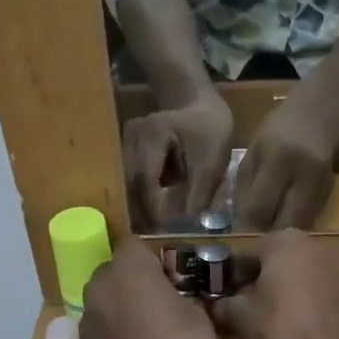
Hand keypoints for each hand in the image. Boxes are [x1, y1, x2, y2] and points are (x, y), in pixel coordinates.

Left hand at [81, 239, 225, 338]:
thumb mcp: (199, 315)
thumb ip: (178, 293)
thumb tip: (171, 295)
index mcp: (127, 272)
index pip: (135, 246)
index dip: (156, 260)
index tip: (176, 279)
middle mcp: (98, 291)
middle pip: (114, 272)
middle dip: (135, 281)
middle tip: (165, 303)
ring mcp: (87, 324)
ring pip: (105, 302)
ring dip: (123, 308)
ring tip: (153, 331)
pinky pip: (102, 330)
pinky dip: (117, 335)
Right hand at [123, 94, 233, 230]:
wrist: (197, 102)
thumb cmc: (209, 128)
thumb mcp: (212, 158)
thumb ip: (201, 188)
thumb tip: (188, 219)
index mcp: (154, 133)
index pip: (146, 178)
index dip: (152, 206)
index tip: (160, 229)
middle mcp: (131, 136)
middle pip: (130, 182)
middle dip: (140, 210)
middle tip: (150, 237)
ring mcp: (125, 141)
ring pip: (126, 182)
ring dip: (136, 205)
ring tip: (149, 230)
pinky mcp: (126, 149)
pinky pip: (129, 178)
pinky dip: (138, 196)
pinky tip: (148, 214)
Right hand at [211, 231, 338, 338]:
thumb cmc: (278, 332)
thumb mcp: (239, 316)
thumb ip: (224, 303)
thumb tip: (218, 304)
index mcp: (285, 241)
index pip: (247, 254)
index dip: (231, 277)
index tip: (221, 298)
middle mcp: (314, 246)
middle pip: (273, 263)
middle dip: (256, 283)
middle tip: (238, 310)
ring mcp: (335, 269)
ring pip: (294, 277)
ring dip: (276, 293)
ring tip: (259, 321)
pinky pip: (311, 292)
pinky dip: (297, 303)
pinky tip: (284, 328)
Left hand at [234, 91, 338, 231]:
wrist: (319, 114)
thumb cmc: (278, 129)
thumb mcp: (253, 151)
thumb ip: (245, 185)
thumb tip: (239, 221)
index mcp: (277, 159)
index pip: (258, 206)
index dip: (246, 223)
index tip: (238, 230)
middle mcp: (302, 174)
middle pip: (281, 222)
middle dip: (265, 233)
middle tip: (254, 234)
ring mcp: (320, 185)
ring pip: (298, 225)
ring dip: (281, 232)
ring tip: (269, 229)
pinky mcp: (330, 192)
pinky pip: (309, 219)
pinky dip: (295, 223)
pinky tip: (285, 218)